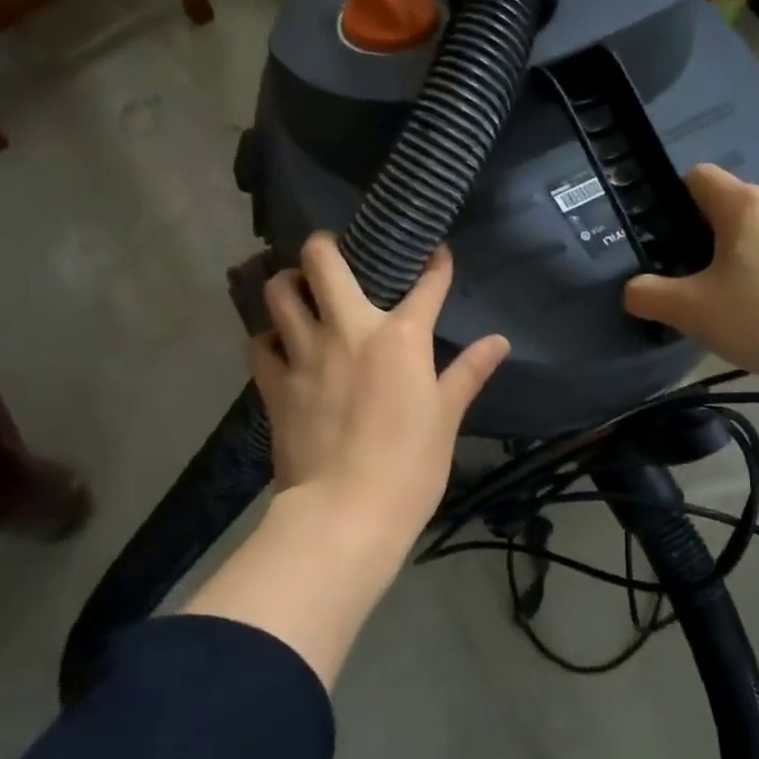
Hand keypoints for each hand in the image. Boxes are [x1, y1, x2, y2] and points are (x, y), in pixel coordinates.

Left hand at [249, 234, 509, 551]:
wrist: (344, 514)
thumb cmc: (409, 467)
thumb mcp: (446, 418)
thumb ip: (468, 373)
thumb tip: (500, 342)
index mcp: (399, 337)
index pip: (425, 285)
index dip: (435, 263)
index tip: (435, 252)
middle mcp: (347, 329)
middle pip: (322, 260)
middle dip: (325, 244)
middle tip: (333, 253)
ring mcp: (304, 354)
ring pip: (279, 292)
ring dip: (287, 284)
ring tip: (298, 291)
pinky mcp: (274, 384)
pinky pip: (258, 343)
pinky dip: (266, 337)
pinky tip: (278, 345)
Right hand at [625, 164, 758, 391]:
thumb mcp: (691, 311)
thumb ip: (649, 295)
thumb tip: (634, 290)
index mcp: (745, 204)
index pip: (698, 176)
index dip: (674, 201)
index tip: (668, 240)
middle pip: (729, 204)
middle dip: (706, 235)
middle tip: (694, 280)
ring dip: (741, 252)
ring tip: (734, 297)